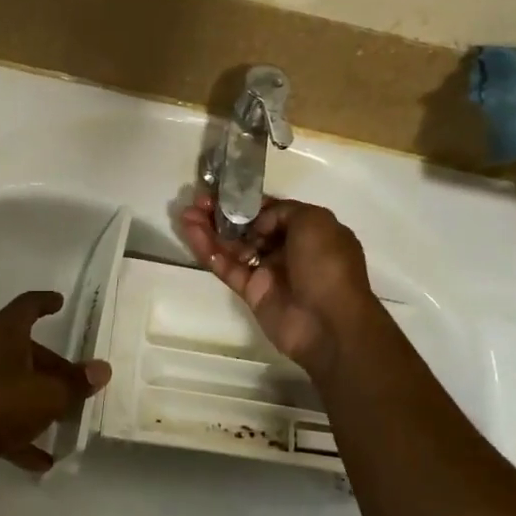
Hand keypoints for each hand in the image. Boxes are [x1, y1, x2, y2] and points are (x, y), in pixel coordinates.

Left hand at [0, 291, 110, 489]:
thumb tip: (102, 370)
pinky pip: (0, 417)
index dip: (44, 302)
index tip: (60, 302)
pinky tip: (42, 460)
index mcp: (3, 334)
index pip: (26, 306)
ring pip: (13, 384)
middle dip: (53, 366)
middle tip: (77, 382)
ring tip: (65, 420)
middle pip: (24, 350)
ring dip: (38, 400)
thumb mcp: (47, 395)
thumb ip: (75, 384)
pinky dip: (20, 433)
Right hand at [178, 193, 375, 376]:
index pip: (273, 211)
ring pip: (234, 246)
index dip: (248, 201)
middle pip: (249, 227)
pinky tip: (190, 233)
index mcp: (309, 231)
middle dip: (224, 213)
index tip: (223, 191)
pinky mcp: (252, 292)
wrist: (329, 324)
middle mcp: (289, 249)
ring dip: (210, 229)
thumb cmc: (326, 265)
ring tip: (186, 213)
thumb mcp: (314, 221)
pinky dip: (208, 250)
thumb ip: (282, 211)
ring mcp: (269, 271)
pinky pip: (227, 267)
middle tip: (198, 201)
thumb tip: (258, 221)